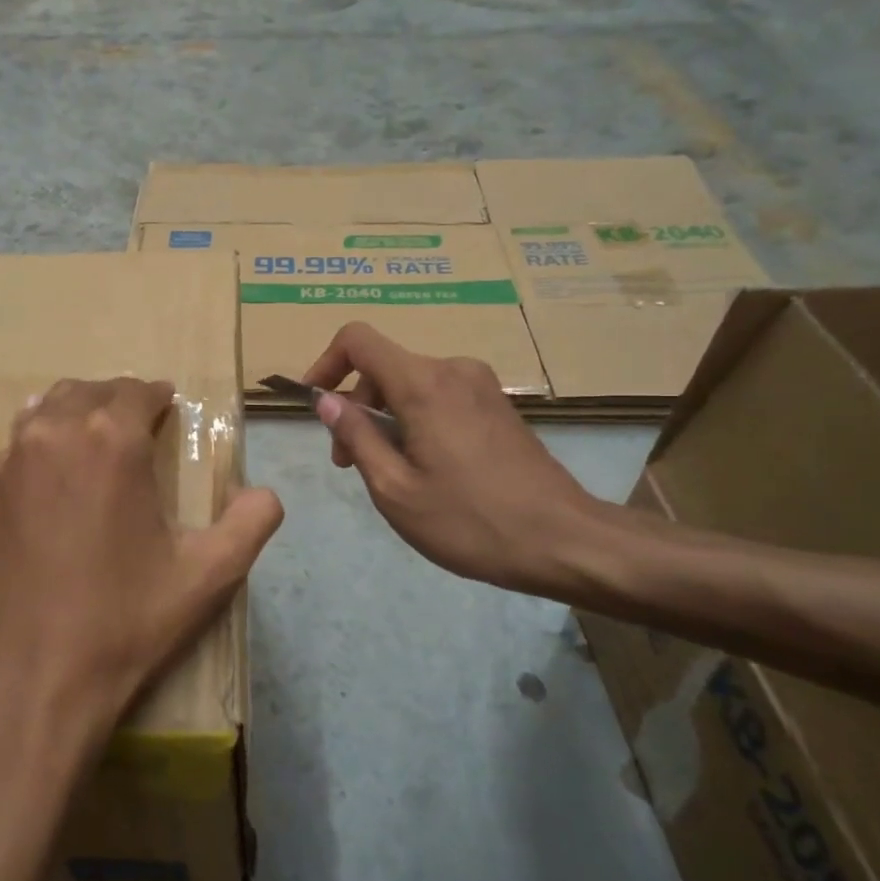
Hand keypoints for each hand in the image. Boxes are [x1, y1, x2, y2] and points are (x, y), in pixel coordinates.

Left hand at [0, 377, 283, 773]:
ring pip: (44, 411)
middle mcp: (53, 435)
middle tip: (138, 425)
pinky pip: (16, 449)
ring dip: (75, 414)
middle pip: (87, 391)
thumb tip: (264, 494)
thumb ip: (252, 522)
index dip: (158, 397)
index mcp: (110, 440)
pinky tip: (55, 481)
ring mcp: (8, 464)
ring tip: (95, 440)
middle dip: (117, 400)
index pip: (136, 391)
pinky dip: (41, 446)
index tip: (169, 409)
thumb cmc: (126, 622)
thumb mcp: (209, 575)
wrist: (33, 682)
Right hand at [301, 324, 614, 598]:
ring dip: (384, 418)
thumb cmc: (470, 521)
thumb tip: (326, 400)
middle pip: (383, 367)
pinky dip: (415, 420)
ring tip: (385, 472)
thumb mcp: (395, 489)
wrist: (564, 540)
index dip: (326, 363)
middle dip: (355, 407)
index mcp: (423, 384)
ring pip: (410, 384)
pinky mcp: (497, 405)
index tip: (315, 405)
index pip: (358, 340)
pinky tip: (423, 468)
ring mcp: (480, 385)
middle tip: (348, 463)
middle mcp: (453, 369)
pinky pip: (439, 396)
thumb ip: (356, 437)